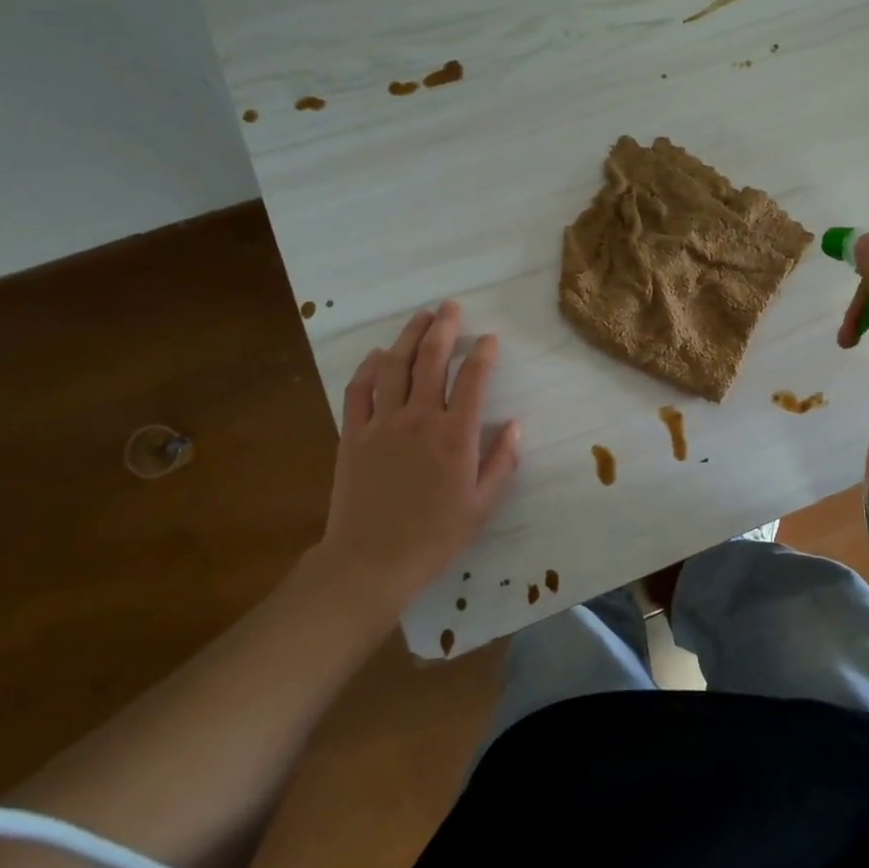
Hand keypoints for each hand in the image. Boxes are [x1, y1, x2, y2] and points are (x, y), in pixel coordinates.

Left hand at [320, 302, 520, 609]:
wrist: (371, 561)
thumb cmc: (434, 536)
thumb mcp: (482, 505)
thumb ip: (502, 462)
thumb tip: (515, 425)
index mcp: (455, 435)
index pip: (473, 378)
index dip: (483, 353)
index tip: (490, 339)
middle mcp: (419, 418)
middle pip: (431, 359)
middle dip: (444, 328)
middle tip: (450, 307)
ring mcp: (382, 423)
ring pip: (395, 365)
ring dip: (408, 336)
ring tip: (420, 317)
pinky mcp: (353, 434)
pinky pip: (359, 390)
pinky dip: (369, 367)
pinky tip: (379, 354)